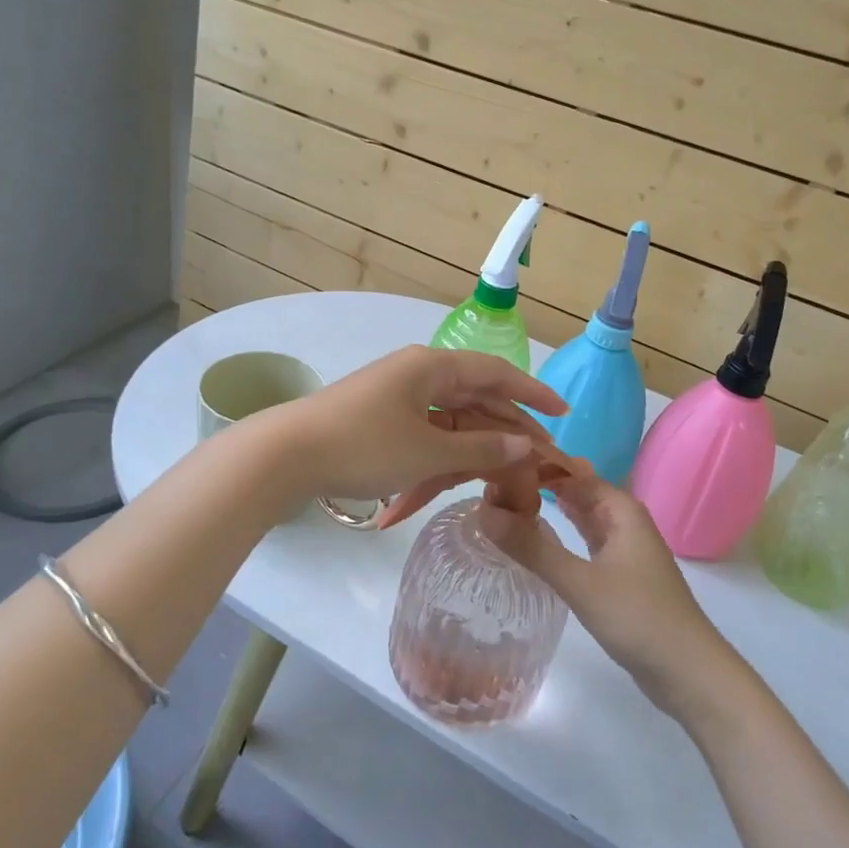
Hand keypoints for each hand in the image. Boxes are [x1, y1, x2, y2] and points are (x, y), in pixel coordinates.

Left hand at [279, 345, 566, 509]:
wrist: (286, 456)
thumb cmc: (364, 446)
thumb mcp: (428, 452)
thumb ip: (482, 448)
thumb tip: (526, 445)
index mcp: (432, 367)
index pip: (496, 373)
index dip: (533, 393)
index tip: (563, 413)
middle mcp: (418, 374)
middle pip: (476, 399)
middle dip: (508, 430)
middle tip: (538, 461)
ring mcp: (398, 398)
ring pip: (452, 420)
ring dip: (476, 448)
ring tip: (503, 477)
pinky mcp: (381, 421)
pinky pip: (427, 433)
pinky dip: (443, 456)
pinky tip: (457, 480)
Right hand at [480, 464, 745, 721]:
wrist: (689, 672)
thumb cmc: (638, 617)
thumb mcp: (579, 582)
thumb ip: (531, 547)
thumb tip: (482, 512)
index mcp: (619, 508)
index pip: (569, 469)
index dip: (534, 464)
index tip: (494, 466)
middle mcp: (623, 518)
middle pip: (575, 489)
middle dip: (537, 484)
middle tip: (490, 486)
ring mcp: (624, 546)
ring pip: (581, 514)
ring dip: (549, 508)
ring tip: (504, 505)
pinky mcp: (620, 572)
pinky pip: (585, 539)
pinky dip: (561, 534)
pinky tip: (537, 537)